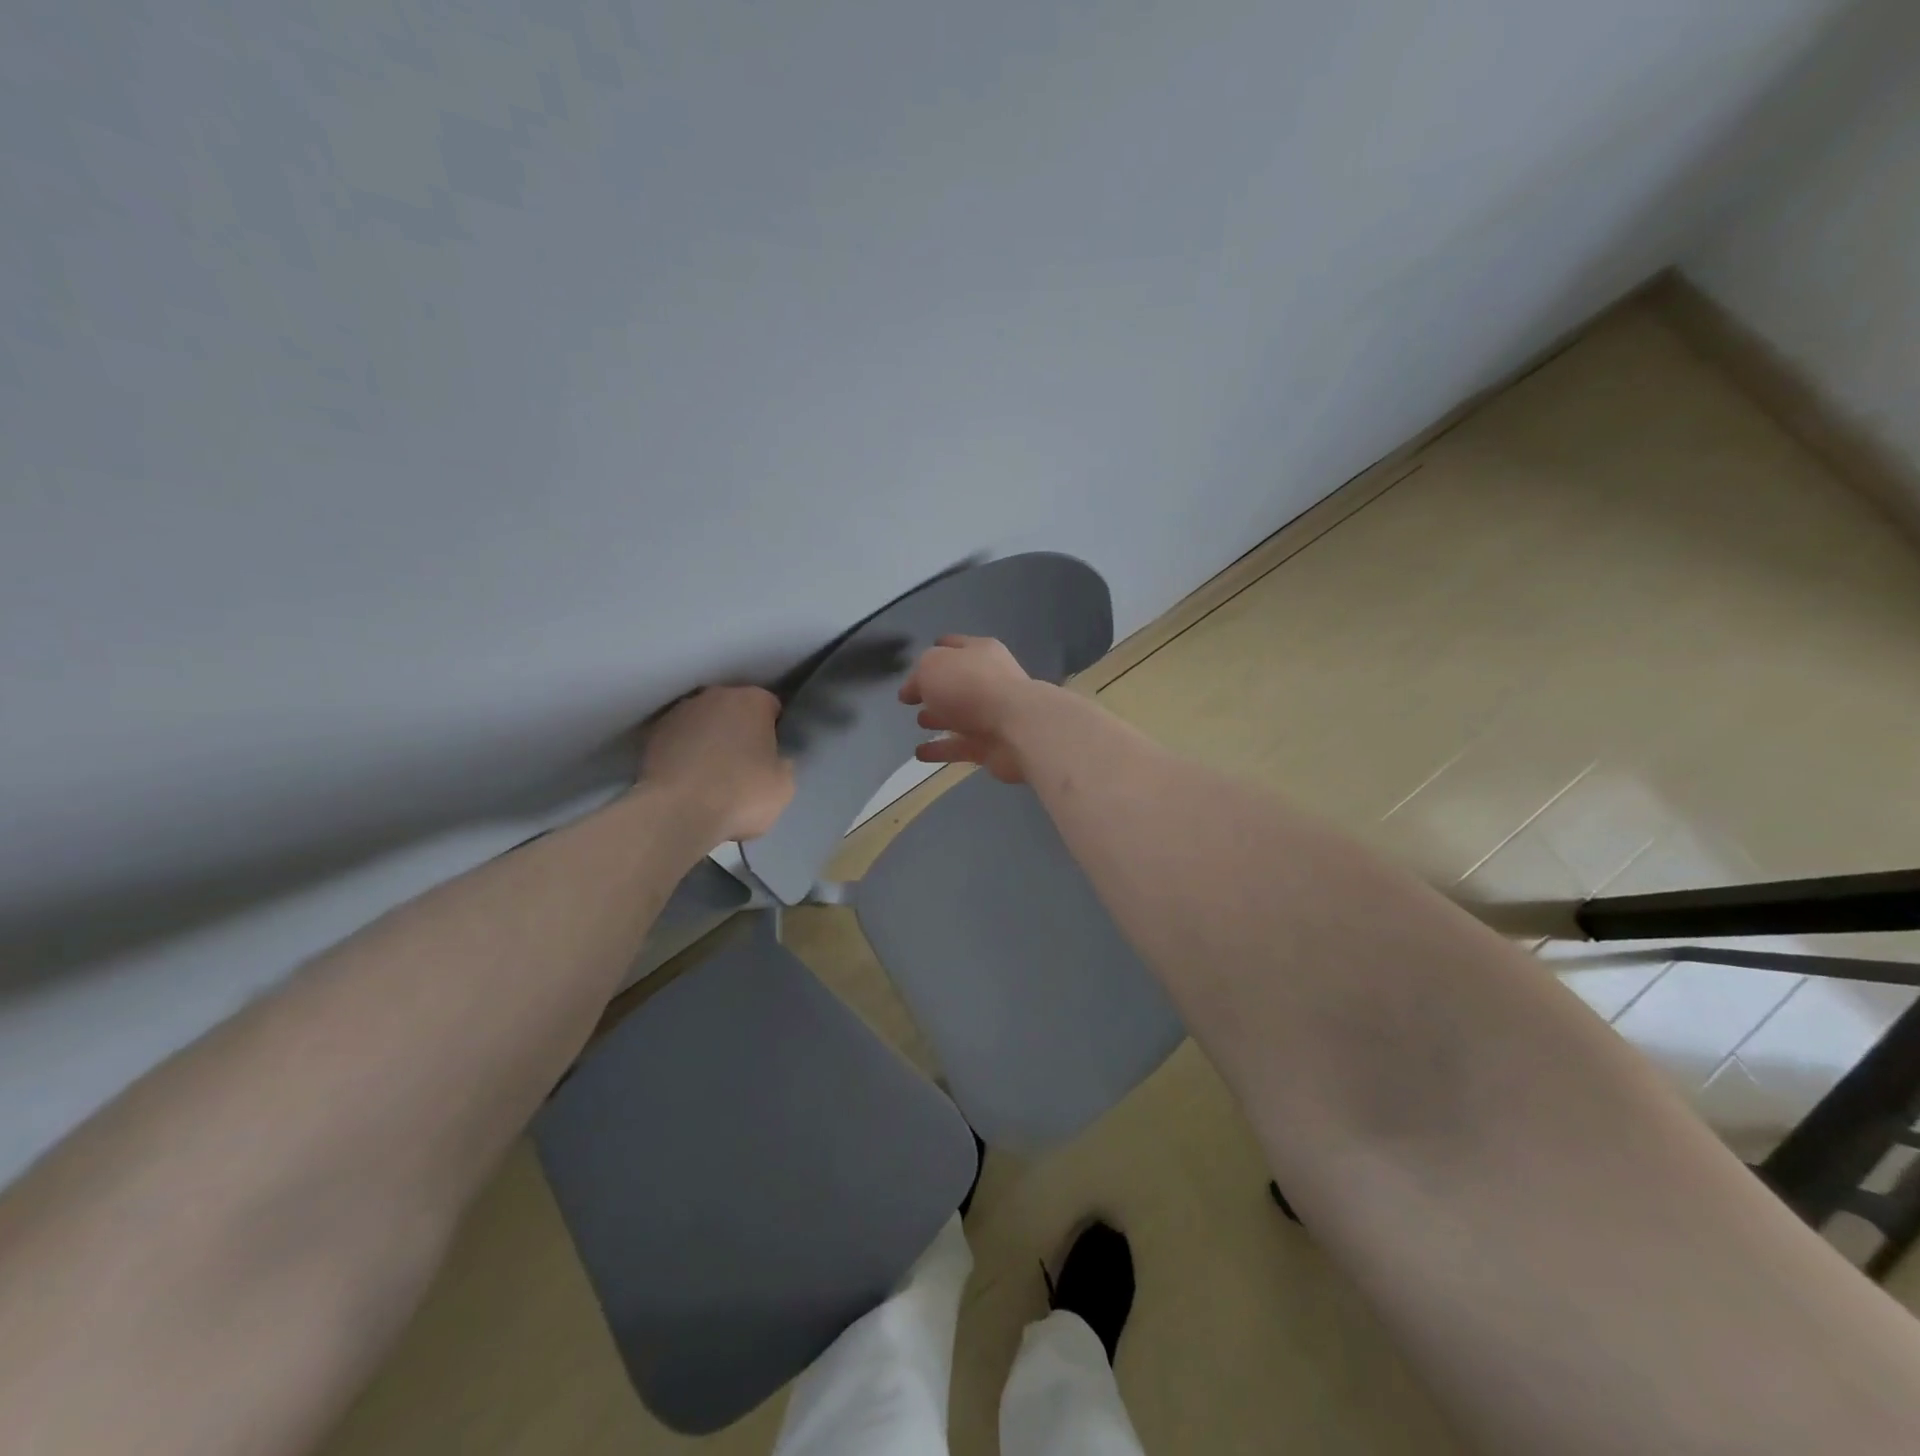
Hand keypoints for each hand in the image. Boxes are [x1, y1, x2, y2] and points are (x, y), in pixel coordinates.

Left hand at [641, 686, 794, 841]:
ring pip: (704, 722)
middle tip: (744, 762)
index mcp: (752, 701)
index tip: (772, 753)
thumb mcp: (784, 784)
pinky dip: (684, 752)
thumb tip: (772, 759)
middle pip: (734, 709)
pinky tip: (688, 778)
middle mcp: (715, 696)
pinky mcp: (653, 735)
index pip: (771, 706)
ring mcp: (680, 713)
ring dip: (709, 738)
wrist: (677, 814)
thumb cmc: (741, 794)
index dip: (773, 729)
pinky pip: (679, 740)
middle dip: (739, 729)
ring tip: (711, 773)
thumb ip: (781, 762)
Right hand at [899, 635, 1043, 783]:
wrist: (1017, 728)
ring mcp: (993, 714)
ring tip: (918, 723)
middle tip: (914, 699)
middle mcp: (989, 680)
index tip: (915, 664)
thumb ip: (918, 675)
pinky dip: (942, 750)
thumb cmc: (971, 687)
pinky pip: (961, 747)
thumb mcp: (932, 667)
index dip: (934, 651)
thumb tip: (912, 690)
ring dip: (939, 719)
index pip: (953, 646)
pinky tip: (920, 754)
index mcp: (979, 652)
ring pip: (960, 715)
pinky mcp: (993, 746)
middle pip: (957, 682)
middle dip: (935, 690)